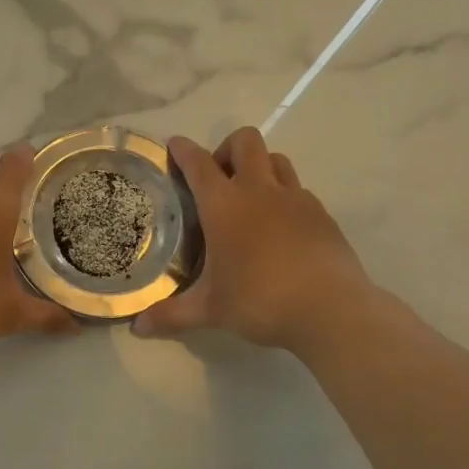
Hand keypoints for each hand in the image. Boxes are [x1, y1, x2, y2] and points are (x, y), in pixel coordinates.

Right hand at [134, 128, 385, 353]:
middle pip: (245, 141)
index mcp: (224, 205)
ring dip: (260, 167)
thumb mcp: (210, 310)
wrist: (330, 309)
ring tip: (251, 198)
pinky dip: (285, 197)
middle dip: (227, 148)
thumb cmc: (260, 301)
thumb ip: (172, 315)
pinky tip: (281, 228)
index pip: (198, 163)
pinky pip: (299, 189)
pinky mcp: (322, 214)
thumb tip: (137, 328)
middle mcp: (259, 191)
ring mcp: (295, 198)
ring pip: (276, 159)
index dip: (183, 150)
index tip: (174, 145)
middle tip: (218, 179)